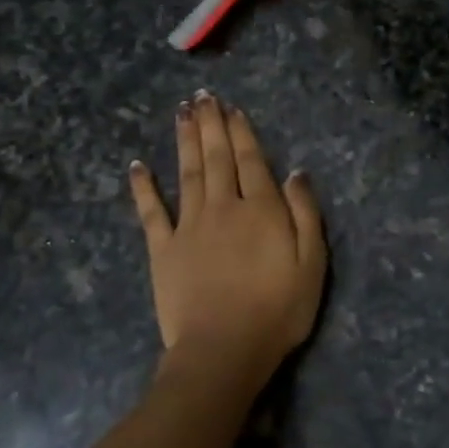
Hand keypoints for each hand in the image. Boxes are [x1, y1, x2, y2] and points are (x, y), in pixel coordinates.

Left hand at [129, 94, 325, 398]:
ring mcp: (189, 226)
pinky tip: (137, 165)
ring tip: (181, 112)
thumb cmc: (277, 311)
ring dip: (184, 140)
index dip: (241, 131)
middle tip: (202, 96)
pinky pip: (151, 211)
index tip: (232, 108)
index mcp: (260, 209)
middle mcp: (223, 206)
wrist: (223, 351)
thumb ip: (305, 214)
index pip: (251, 160)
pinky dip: (143, 187)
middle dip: (210, 124)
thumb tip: (296, 172)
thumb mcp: (312, 265)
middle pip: (216, 157)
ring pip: (186, 172)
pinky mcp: (163, 249)